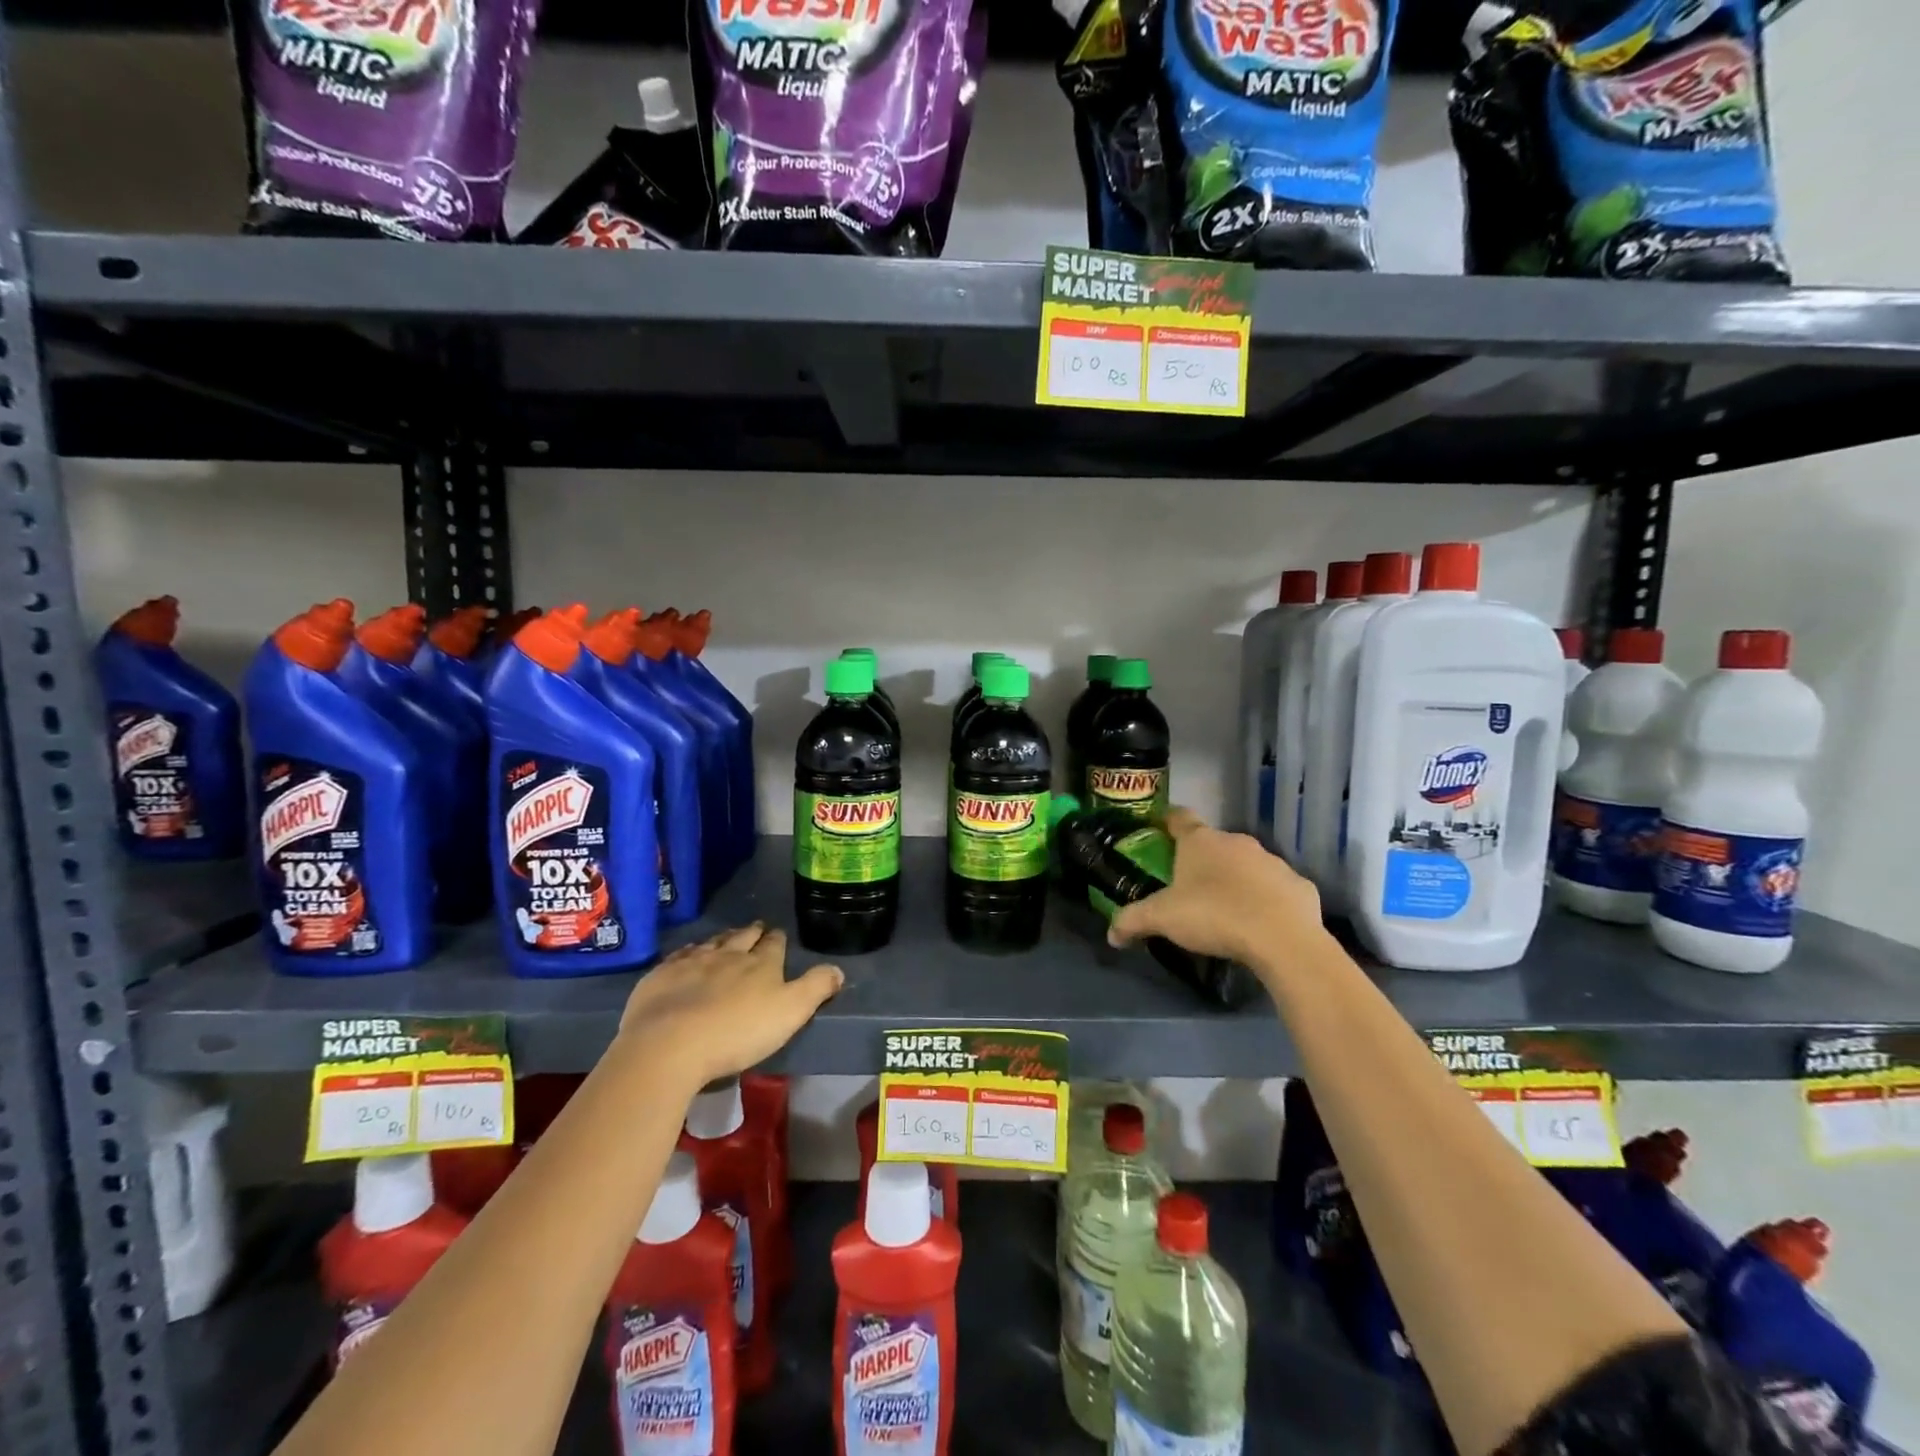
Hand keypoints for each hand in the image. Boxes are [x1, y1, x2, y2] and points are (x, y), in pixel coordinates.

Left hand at [616, 923, 843, 1090]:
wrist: (670, 1044)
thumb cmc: (737, 1032)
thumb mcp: (790, 1013)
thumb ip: (815, 988)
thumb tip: (838, 968)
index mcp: (761, 964)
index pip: (774, 944)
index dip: (778, 939)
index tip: (778, 935)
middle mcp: (728, 954)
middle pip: (743, 938)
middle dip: (752, 933)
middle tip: (756, 929)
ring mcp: (692, 962)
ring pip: (711, 943)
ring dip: (721, 939)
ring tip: (726, 938)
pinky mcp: (662, 976)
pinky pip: (680, 956)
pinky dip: (688, 953)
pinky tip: (687, 956)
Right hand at [1107, 808, 1329, 974]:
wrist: (1282, 939)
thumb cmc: (1213, 915)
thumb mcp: (1162, 919)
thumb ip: (1132, 921)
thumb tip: (1111, 935)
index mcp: (1200, 842)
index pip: (1179, 817)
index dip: (1167, 821)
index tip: (1160, 829)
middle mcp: (1236, 842)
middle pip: (1213, 844)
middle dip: (1202, 860)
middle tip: (1189, 886)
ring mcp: (1272, 861)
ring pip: (1247, 865)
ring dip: (1236, 879)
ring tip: (1227, 909)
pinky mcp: (1299, 885)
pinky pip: (1276, 889)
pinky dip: (1267, 900)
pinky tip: (1262, 924)